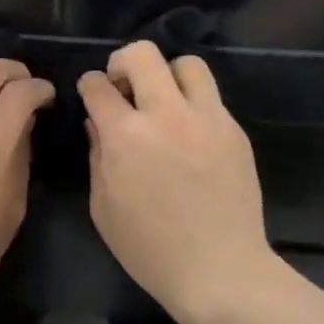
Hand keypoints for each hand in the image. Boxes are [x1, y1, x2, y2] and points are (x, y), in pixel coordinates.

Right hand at [79, 42, 273, 323]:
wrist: (219, 269)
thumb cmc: (150, 249)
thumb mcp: (104, 207)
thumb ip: (98, 156)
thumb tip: (98, 123)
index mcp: (126, 135)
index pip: (99, 86)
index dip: (89, 84)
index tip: (92, 92)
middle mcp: (167, 115)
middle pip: (143, 54)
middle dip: (123, 62)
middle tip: (123, 85)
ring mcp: (207, 119)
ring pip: (187, 63)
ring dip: (167, 74)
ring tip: (164, 100)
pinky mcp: (234, 131)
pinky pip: (211, 97)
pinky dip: (193, 103)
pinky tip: (189, 133)